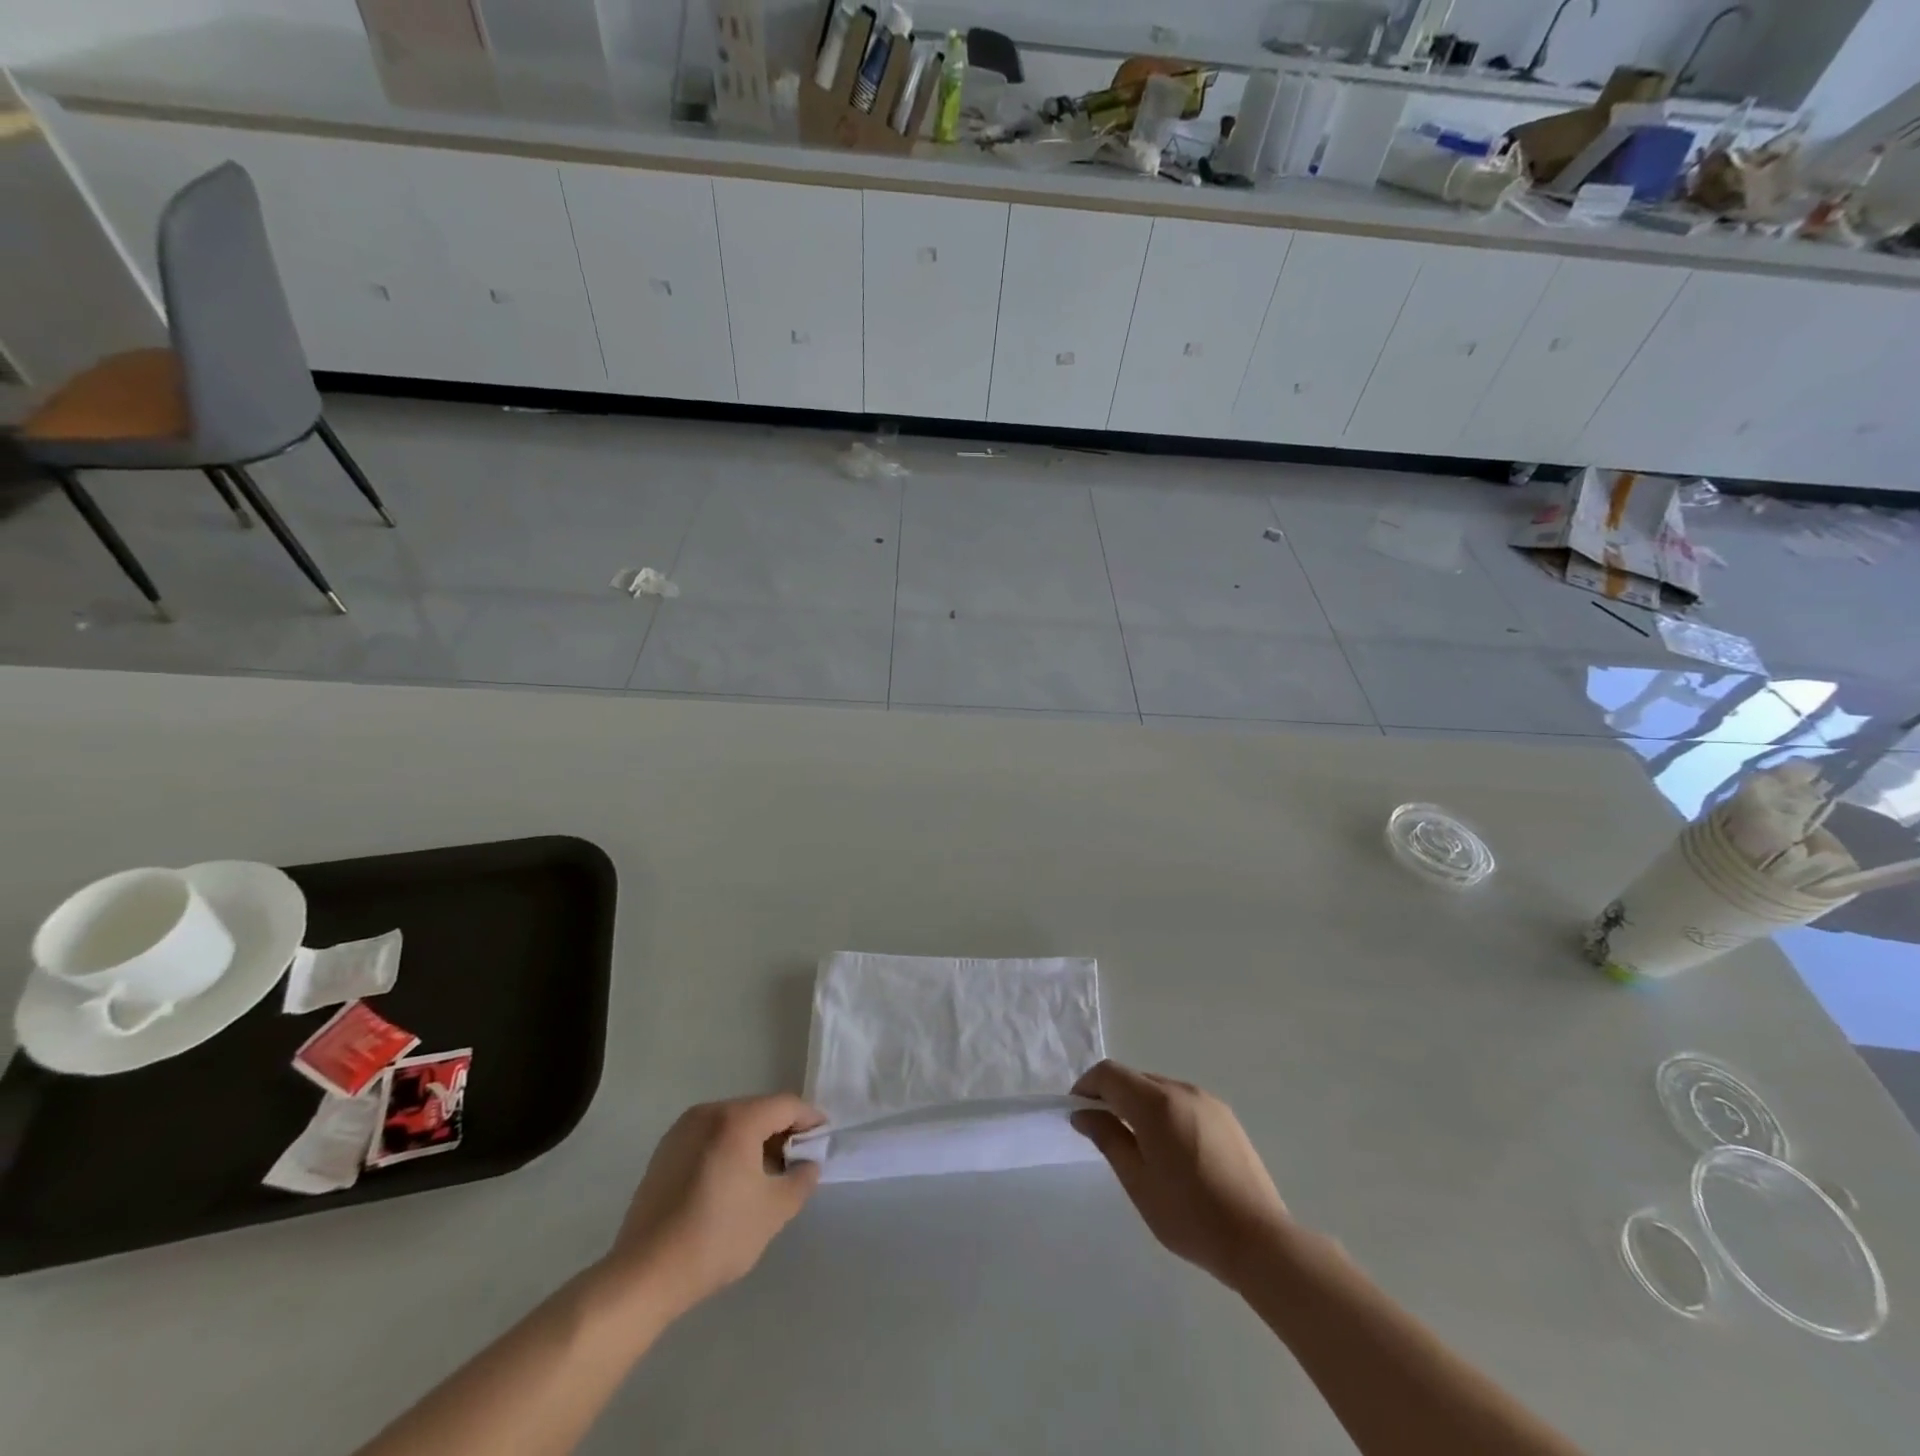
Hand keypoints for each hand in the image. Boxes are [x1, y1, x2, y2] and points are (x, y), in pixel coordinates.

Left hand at [602, 1093, 825, 1322]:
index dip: (810, 1120)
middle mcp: (709, 1112)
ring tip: (766, 1176)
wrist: (644, 1275)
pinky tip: (732, 1184)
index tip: (824, 1141)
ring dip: (755, 1142)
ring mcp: (682, 1130)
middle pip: (759, 1111)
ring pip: (733, 1124)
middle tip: (798, 1163)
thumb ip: (801, 1180)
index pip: (786, 1106)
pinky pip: (710, 1138)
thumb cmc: (716, 1237)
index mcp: (737, 1119)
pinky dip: (729, 1150)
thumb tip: (808, 1164)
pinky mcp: (665, 1152)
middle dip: (782, 1132)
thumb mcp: (773, 1211)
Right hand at [1072, 1061, 1290, 1289]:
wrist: (1259, 1241)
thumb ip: (1108, 1138)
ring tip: (1136, 1144)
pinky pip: (1182, 1102)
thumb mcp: (1138, 1181)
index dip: (1087, 1086)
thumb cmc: (1189, 1216)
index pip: (1109, 1074)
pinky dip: (1164, 1113)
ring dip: (1138, 1104)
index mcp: (1156, 1102)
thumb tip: (1083, 1113)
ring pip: (1159, 1089)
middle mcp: (1182, 1090)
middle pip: (1135, 1078)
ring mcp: (1207, 1101)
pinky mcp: (1225, 1117)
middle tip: (1100, 1130)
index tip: (1076, 1111)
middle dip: (1112, 1095)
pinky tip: (1170, 1150)